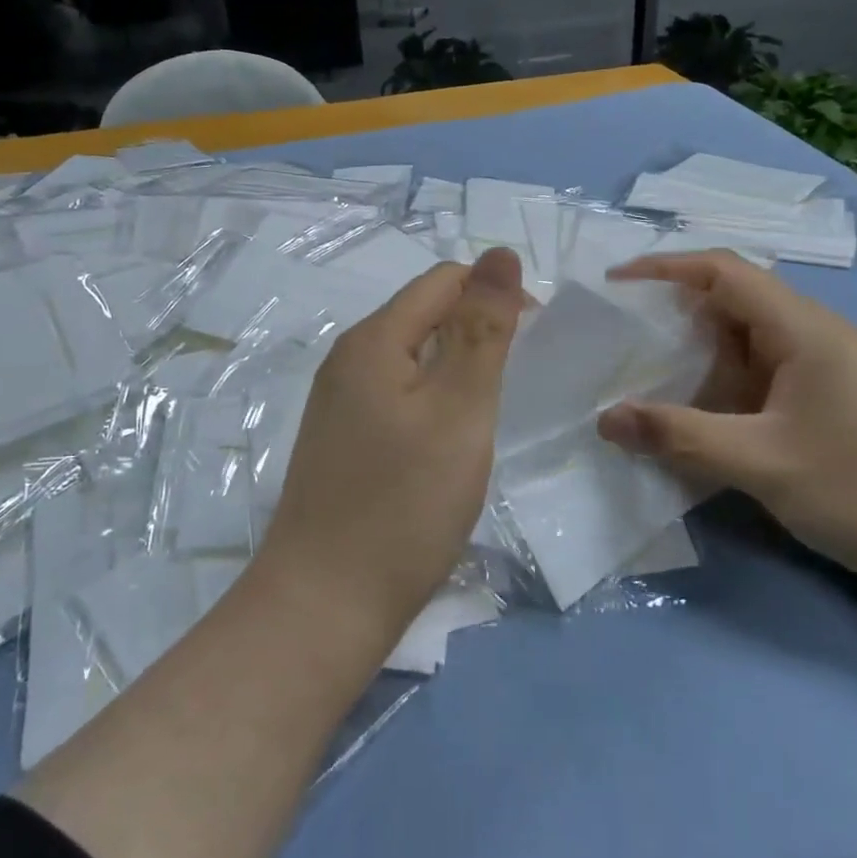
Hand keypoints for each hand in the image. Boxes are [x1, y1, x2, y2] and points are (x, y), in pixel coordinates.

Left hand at [254, 248, 524, 638]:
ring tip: (486, 413)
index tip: (532, 342)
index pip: (443, 281)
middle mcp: (348, 359)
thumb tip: (500, 253)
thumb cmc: (404, 503)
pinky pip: (396, 395)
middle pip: (424, 315)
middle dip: (475, 332)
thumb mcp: (460, 408)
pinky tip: (447, 442)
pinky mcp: (341, 440)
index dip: (493, 295)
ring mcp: (338, 402)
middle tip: (513, 384)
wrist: (325, 604)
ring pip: (412, 358)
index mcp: (373, 339)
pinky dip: (432, 402)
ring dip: (456, 369)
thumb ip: (482, 328)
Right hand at [595, 250, 856, 590]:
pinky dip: (720, 384)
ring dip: (696, 353)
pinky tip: (696, 414)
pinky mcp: (826, 400)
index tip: (614, 284)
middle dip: (672, 312)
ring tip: (644, 374)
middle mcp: (811, 335)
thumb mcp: (763, 463)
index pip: (723, 270)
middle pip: (731, 301)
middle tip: (619, 336)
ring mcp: (822, 369)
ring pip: (744, 342)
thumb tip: (605, 418)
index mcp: (802, 328)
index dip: (665, 267)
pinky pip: (760, 375)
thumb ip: (680, 436)